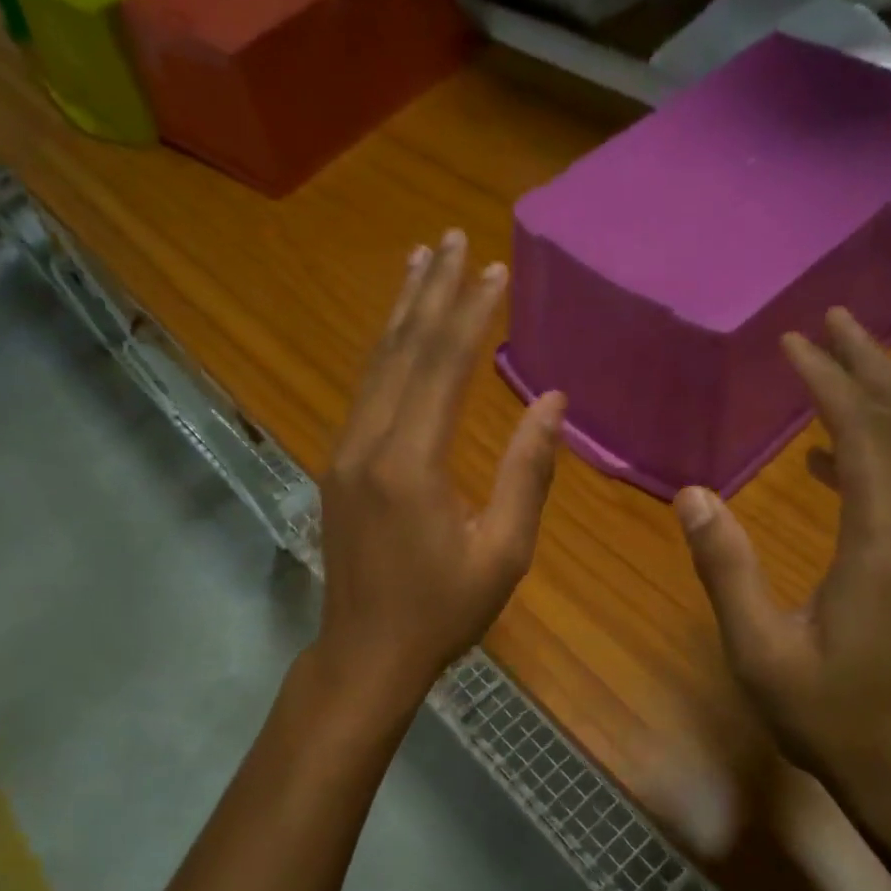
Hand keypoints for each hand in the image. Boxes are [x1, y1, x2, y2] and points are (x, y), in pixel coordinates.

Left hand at [310, 229, 566, 713]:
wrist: (366, 652)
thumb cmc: (443, 610)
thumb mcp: (503, 551)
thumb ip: (526, 471)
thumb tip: (551, 401)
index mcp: (410, 464)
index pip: (442, 367)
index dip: (469, 314)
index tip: (493, 269)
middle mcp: (368, 444)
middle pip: (402, 351)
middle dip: (430, 291)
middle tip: (450, 237)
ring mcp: (344, 452)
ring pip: (375, 365)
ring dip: (401, 311)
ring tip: (419, 261)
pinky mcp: (339, 465)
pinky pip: (365, 392)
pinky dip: (385, 352)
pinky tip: (397, 333)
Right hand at [673, 309, 890, 840]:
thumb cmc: (831, 714)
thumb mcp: (760, 649)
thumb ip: (726, 568)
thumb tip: (690, 495)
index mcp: (885, 543)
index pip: (865, 434)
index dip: (829, 380)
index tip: (793, 342)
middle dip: (871, 364)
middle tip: (831, 321)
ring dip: (883, 398)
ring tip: (838, 363)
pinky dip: (881, 449)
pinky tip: (834, 457)